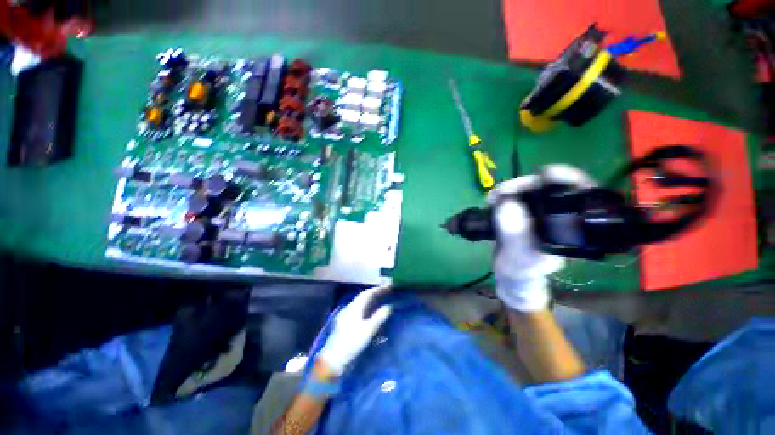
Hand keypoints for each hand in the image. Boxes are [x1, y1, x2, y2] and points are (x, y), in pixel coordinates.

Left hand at [317, 287, 391, 375]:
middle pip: (362, 297)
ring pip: (359, 303)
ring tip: (378, 301)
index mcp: (354, 307)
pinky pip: (356, 310)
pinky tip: (367, 313)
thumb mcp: (368, 330)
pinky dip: (365, 308)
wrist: (333, 359)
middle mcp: (349, 308)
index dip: (377, 290)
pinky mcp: (343, 323)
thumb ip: (379, 317)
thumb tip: (389, 306)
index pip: (367, 294)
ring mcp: (345, 315)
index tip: (387, 288)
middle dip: (373, 294)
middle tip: (384, 293)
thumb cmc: (352, 342)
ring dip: (369, 300)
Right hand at [488, 165, 595, 311]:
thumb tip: (508, 204)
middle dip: (524, 184)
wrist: (510, 273)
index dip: (567, 178)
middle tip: (502, 193)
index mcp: (570, 225)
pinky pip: (514, 195)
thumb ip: (516, 234)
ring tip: (493, 199)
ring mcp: (539, 211)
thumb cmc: (520, 269)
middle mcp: (558, 214)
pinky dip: (501, 195)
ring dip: (509, 189)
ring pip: (529, 188)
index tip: (544, 174)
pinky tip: (492, 201)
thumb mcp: (519, 256)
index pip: (579, 193)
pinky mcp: (523, 211)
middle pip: (549, 185)